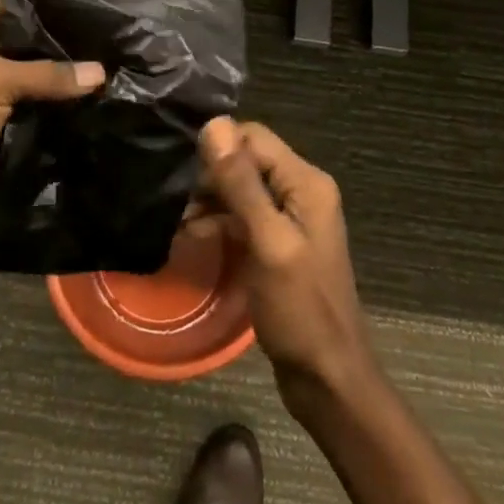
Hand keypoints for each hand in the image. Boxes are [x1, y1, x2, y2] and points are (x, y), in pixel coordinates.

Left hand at [0, 0, 103, 245]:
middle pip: (15, 41)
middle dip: (54, 45)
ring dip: (50, 82)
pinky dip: (41, 110)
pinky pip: (17, 110)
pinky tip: (83, 104)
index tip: (88, 5)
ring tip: (104, 69)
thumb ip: (48, 74)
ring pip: (19, 78)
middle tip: (104, 40)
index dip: (44, 4)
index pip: (6, 2)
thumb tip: (101, 72)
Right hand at [192, 117, 374, 401]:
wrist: (328, 379)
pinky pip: (245, 215)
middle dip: (211, 175)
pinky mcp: (279, 242)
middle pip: (248, 160)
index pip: (254, 137)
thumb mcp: (267, 242)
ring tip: (176, 218)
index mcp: (306, 181)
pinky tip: (192, 234)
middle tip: (175, 199)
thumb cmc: (300, 309)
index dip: (218, 148)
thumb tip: (214, 123)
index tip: (183, 171)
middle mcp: (302, 190)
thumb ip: (241, 183)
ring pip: (242, 188)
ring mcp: (292, 218)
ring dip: (211, 199)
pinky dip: (220, 221)